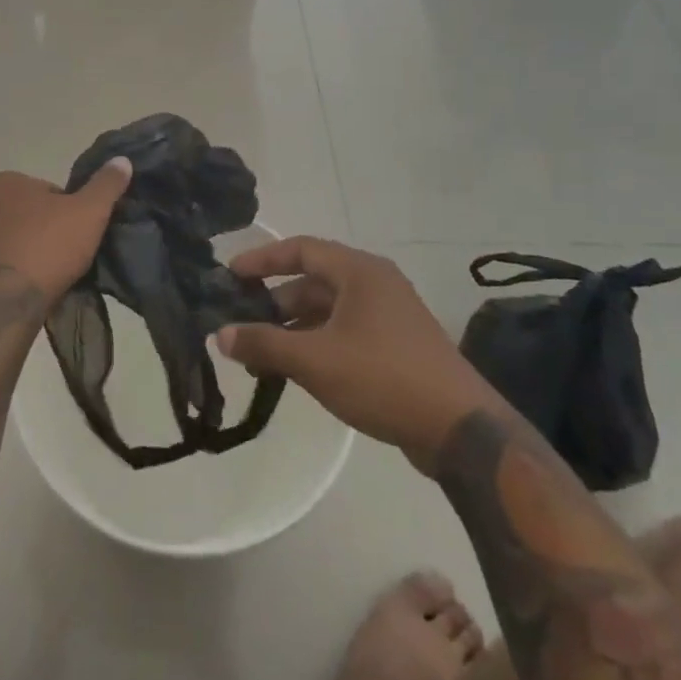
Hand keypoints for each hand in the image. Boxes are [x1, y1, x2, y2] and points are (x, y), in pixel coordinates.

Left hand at [0, 161, 132, 311]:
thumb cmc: (44, 249)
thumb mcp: (89, 213)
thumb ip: (106, 185)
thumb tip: (122, 160)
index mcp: (2, 181)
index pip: (46, 192)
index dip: (68, 214)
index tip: (78, 237)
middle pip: (24, 216)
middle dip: (42, 233)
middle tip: (64, 259)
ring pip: (6, 242)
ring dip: (23, 255)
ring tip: (45, 280)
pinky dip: (6, 276)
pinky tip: (23, 294)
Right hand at [215, 237, 483, 454]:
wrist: (460, 430)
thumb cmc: (383, 378)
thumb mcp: (315, 360)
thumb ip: (264, 344)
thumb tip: (220, 334)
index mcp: (359, 271)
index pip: (300, 249)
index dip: (262, 259)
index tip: (230, 275)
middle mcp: (375, 284)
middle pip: (313, 281)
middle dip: (274, 302)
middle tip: (240, 322)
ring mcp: (389, 315)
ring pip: (328, 310)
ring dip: (293, 328)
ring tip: (260, 355)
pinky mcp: (396, 345)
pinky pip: (345, 332)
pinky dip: (317, 343)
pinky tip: (295, 371)